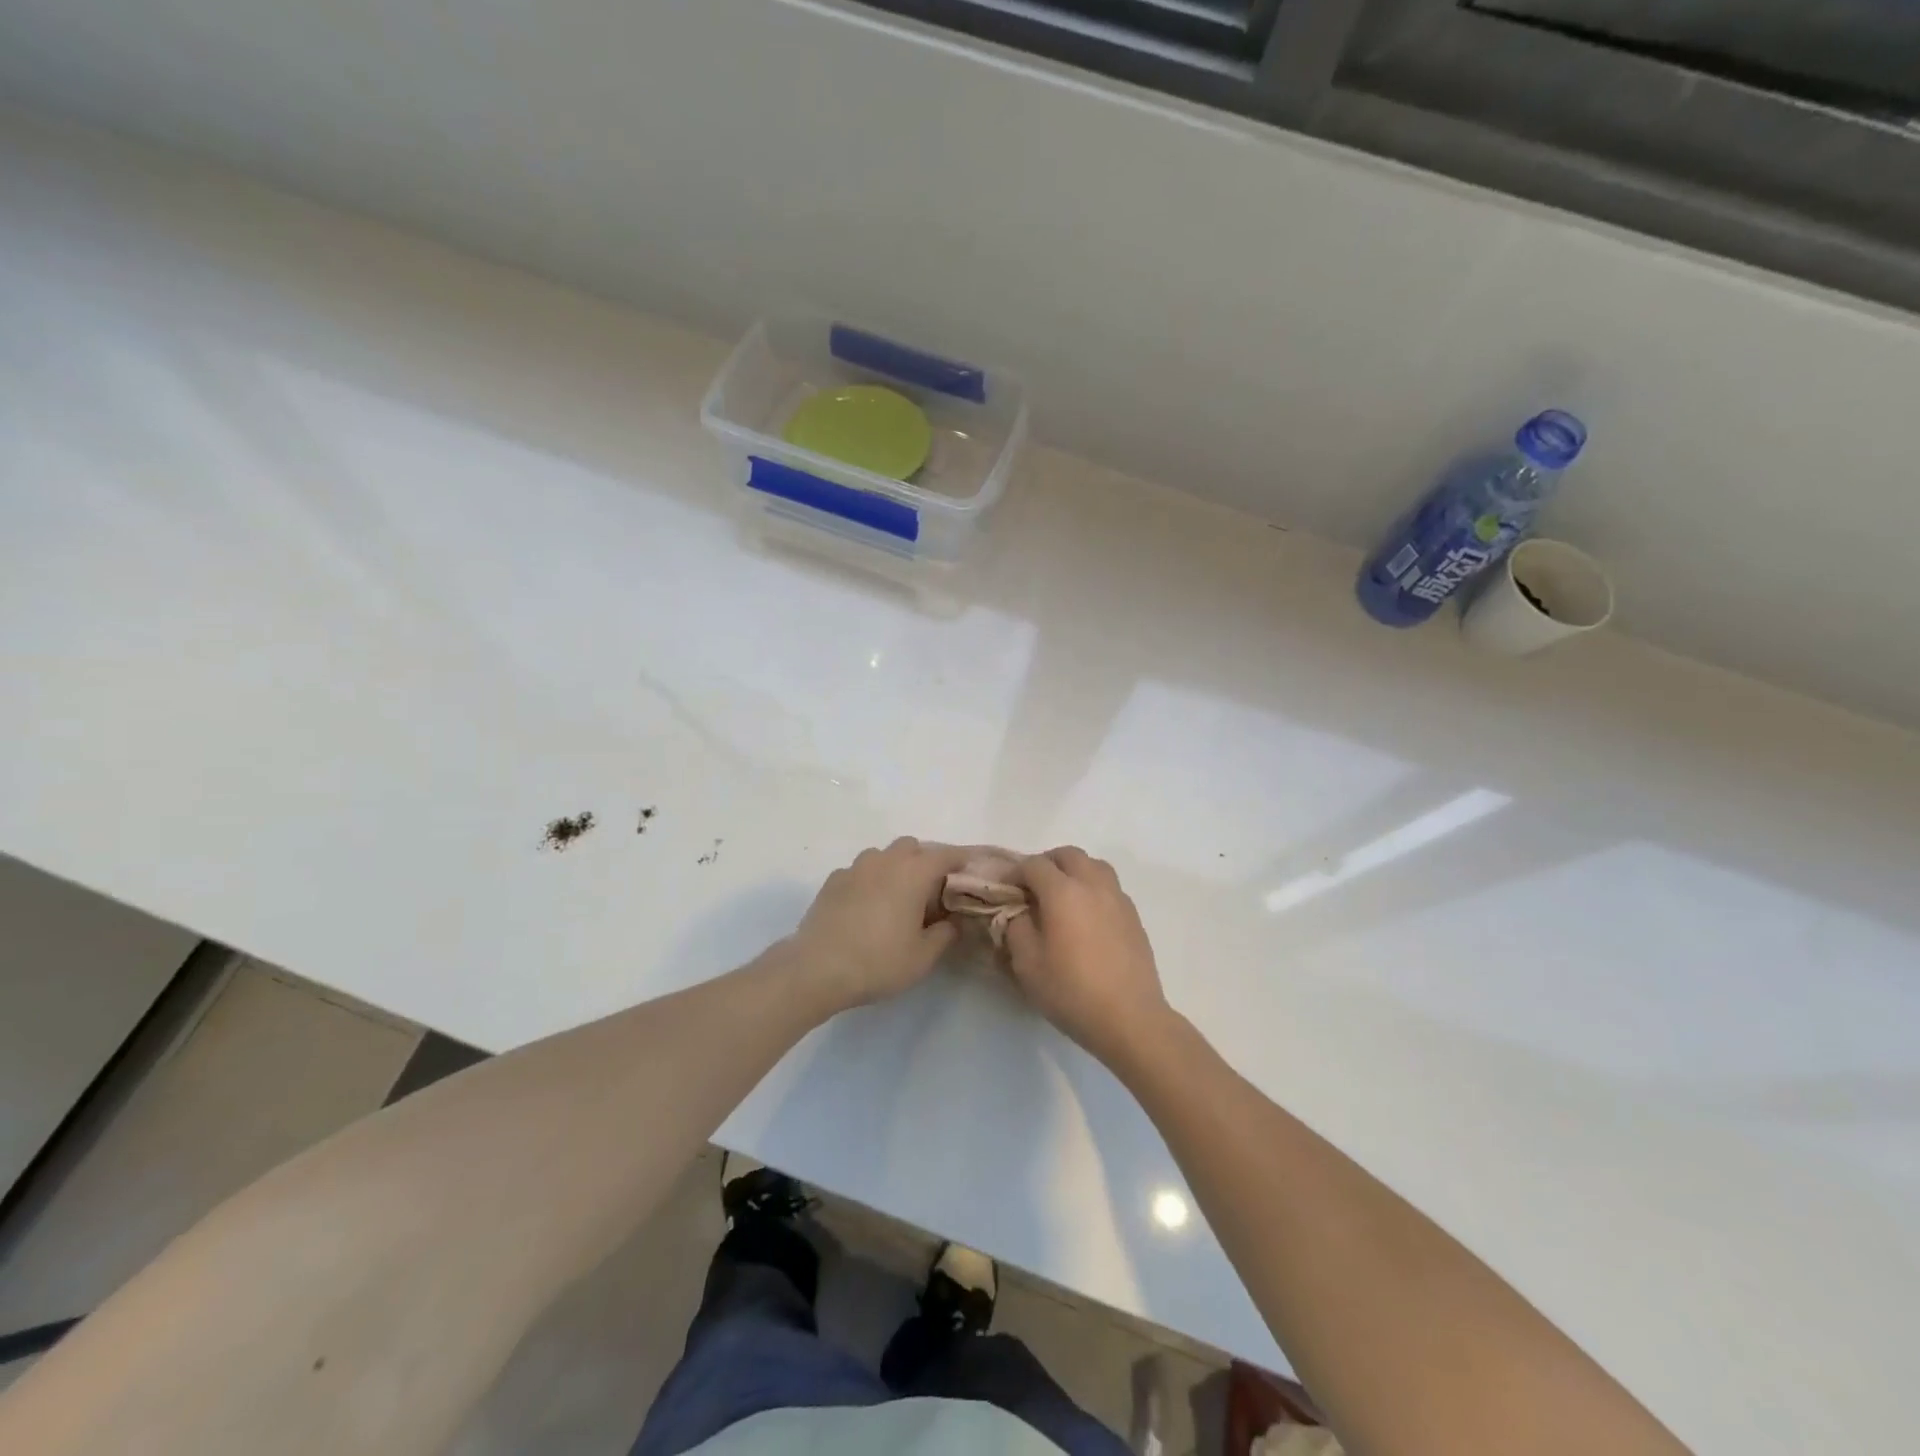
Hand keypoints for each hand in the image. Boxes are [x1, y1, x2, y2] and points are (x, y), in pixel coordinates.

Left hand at [785, 838, 970, 1012]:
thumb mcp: (923, 956)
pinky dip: (869, 880)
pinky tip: (867, 906)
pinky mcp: (832, 881)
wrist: (817, 968)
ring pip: (882, 855)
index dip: (960, 859)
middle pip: (911, 847)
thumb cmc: (878, 961)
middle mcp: (885, 861)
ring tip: (897, 897)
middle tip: (931, 890)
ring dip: (894, 867)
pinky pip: (859, 871)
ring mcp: (855, 868)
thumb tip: (953, 921)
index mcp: (913, 873)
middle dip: (924, 860)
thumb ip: (945, 934)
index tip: (970, 868)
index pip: (945, 855)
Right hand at [1004, 847, 1172, 1067]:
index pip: (1034, 865)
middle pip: (1068, 855)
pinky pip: (1110, 887)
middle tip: (1033, 887)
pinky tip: (1086, 917)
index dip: (1015, 872)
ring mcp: (1118, 898)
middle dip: (1047, 864)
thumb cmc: (1072, 991)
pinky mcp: (1134, 916)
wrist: (1129, 1018)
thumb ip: (1017, 928)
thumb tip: (1020, 912)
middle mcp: (1093, 885)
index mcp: (1063, 892)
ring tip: (1062, 896)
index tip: (1005, 887)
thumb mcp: (1028, 964)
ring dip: (1074, 871)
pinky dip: (1093, 889)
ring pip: (1094, 865)